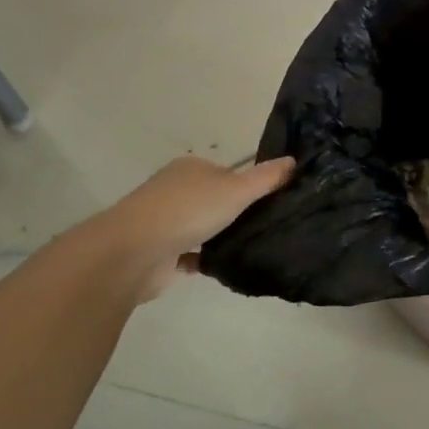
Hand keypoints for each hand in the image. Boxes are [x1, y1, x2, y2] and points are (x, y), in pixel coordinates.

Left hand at [78, 155, 294, 301]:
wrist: (135, 252)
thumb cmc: (188, 210)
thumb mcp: (237, 189)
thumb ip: (266, 177)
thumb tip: (294, 160)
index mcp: (190, 168)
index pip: (225, 172)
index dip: (247, 185)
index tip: (270, 201)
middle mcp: (174, 190)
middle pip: (212, 199)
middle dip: (233, 212)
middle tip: (265, 226)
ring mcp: (163, 222)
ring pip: (200, 227)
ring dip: (218, 237)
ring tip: (251, 247)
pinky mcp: (158, 253)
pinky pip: (189, 255)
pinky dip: (204, 260)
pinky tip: (226, 267)